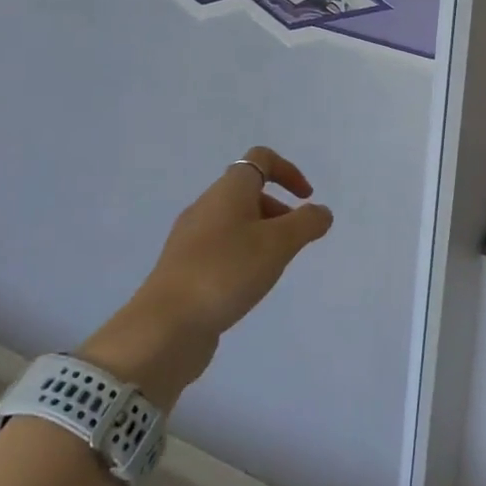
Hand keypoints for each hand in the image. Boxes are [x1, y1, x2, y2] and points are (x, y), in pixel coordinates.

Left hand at [81, 147, 333, 406]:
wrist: (164, 327)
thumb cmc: (226, 272)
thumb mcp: (279, 244)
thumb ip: (307, 223)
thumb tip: (321, 212)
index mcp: (229, 190)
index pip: (261, 159)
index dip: (289, 171)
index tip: (306, 199)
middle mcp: (207, 206)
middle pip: (249, 192)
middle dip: (279, 210)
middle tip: (295, 241)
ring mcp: (191, 238)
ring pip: (235, 222)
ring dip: (262, 235)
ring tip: (274, 268)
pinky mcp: (183, 267)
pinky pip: (221, 248)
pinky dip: (242, 256)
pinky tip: (248, 285)